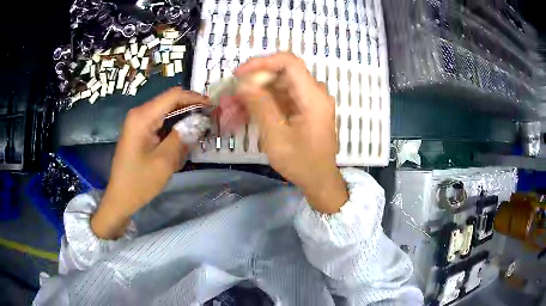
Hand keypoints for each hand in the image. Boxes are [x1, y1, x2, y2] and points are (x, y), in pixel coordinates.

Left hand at [91, 88, 208, 238]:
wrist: (120, 197)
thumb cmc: (140, 182)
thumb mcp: (164, 161)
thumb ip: (182, 137)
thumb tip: (199, 121)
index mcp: (142, 117)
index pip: (174, 95)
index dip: (195, 98)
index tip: (212, 107)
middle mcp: (139, 113)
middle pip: (170, 100)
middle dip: (190, 107)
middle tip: (209, 119)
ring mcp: (138, 121)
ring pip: (166, 110)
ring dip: (183, 117)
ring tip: (200, 127)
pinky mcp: (139, 130)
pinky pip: (160, 121)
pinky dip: (174, 125)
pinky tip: (184, 135)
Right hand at [235, 53, 347, 213]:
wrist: (319, 180)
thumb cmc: (301, 162)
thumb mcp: (276, 136)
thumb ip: (260, 105)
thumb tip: (244, 83)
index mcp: (313, 96)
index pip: (288, 62)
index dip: (262, 63)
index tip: (239, 74)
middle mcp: (315, 93)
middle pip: (281, 73)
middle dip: (254, 81)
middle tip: (232, 95)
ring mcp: (310, 100)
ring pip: (279, 85)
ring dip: (255, 93)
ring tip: (233, 107)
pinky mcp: (304, 108)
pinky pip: (282, 97)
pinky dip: (264, 102)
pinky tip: (246, 113)